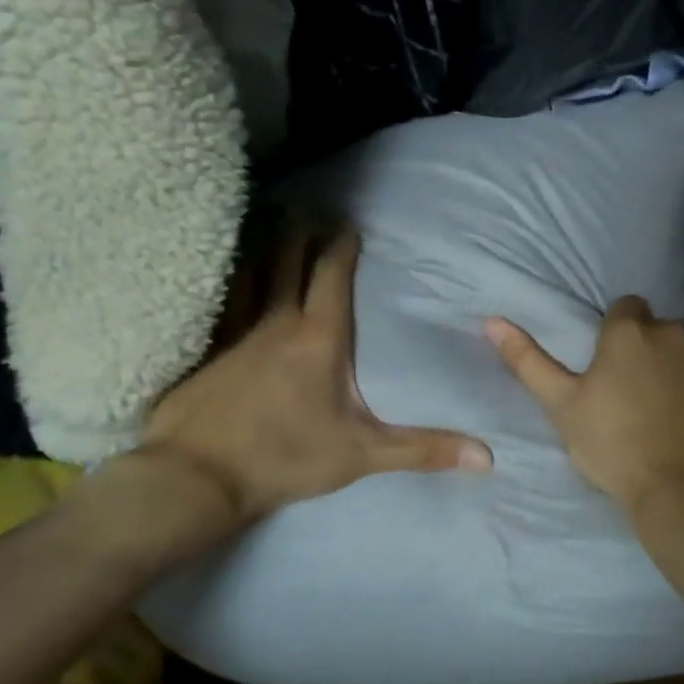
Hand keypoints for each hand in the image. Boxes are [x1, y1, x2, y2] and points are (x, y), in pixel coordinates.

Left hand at [143, 227, 491, 527]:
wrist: (195, 477)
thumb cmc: (285, 457)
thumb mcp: (362, 454)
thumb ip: (423, 449)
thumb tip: (488, 456)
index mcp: (319, 337)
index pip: (332, 275)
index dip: (341, 246)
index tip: (349, 223)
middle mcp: (277, 322)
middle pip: (288, 261)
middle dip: (301, 232)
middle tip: (309, 206)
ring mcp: (236, 332)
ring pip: (252, 274)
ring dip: (265, 247)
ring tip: (270, 223)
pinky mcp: (207, 350)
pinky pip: (223, 302)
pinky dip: (231, 280)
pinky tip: (228, 277)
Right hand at [485, 296, 683, 517]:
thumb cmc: (615, 447)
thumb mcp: (562, 406)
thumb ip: (529, 361)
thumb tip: (492, 320)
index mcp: (629, 331)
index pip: (625, 309)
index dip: (618, 335)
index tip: (614, 369)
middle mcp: (674, 329)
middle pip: (660, 328)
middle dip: (652, 349)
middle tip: (642, 393)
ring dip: (683, 363)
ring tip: (675, 406)